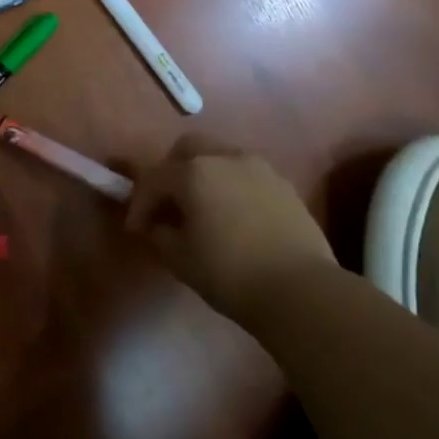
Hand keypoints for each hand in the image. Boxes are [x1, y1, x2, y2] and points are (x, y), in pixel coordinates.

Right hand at [127, 135, 334, 322]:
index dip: (140, 204)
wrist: (301, 290)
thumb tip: (158, 224)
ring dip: (205, 176)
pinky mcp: (284, 185)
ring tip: (204, 209)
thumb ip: (160, 233)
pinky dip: (232, 188)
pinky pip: (247, 176)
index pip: (154, 179)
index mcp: (193, 172)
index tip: (137, 230)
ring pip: (221, 158)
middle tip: (169, 204)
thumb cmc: (229, 272)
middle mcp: (225, 158)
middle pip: (188, 149)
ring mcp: (259, 168)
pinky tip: (234, 218)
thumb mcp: (179, 258)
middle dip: (172, 171)